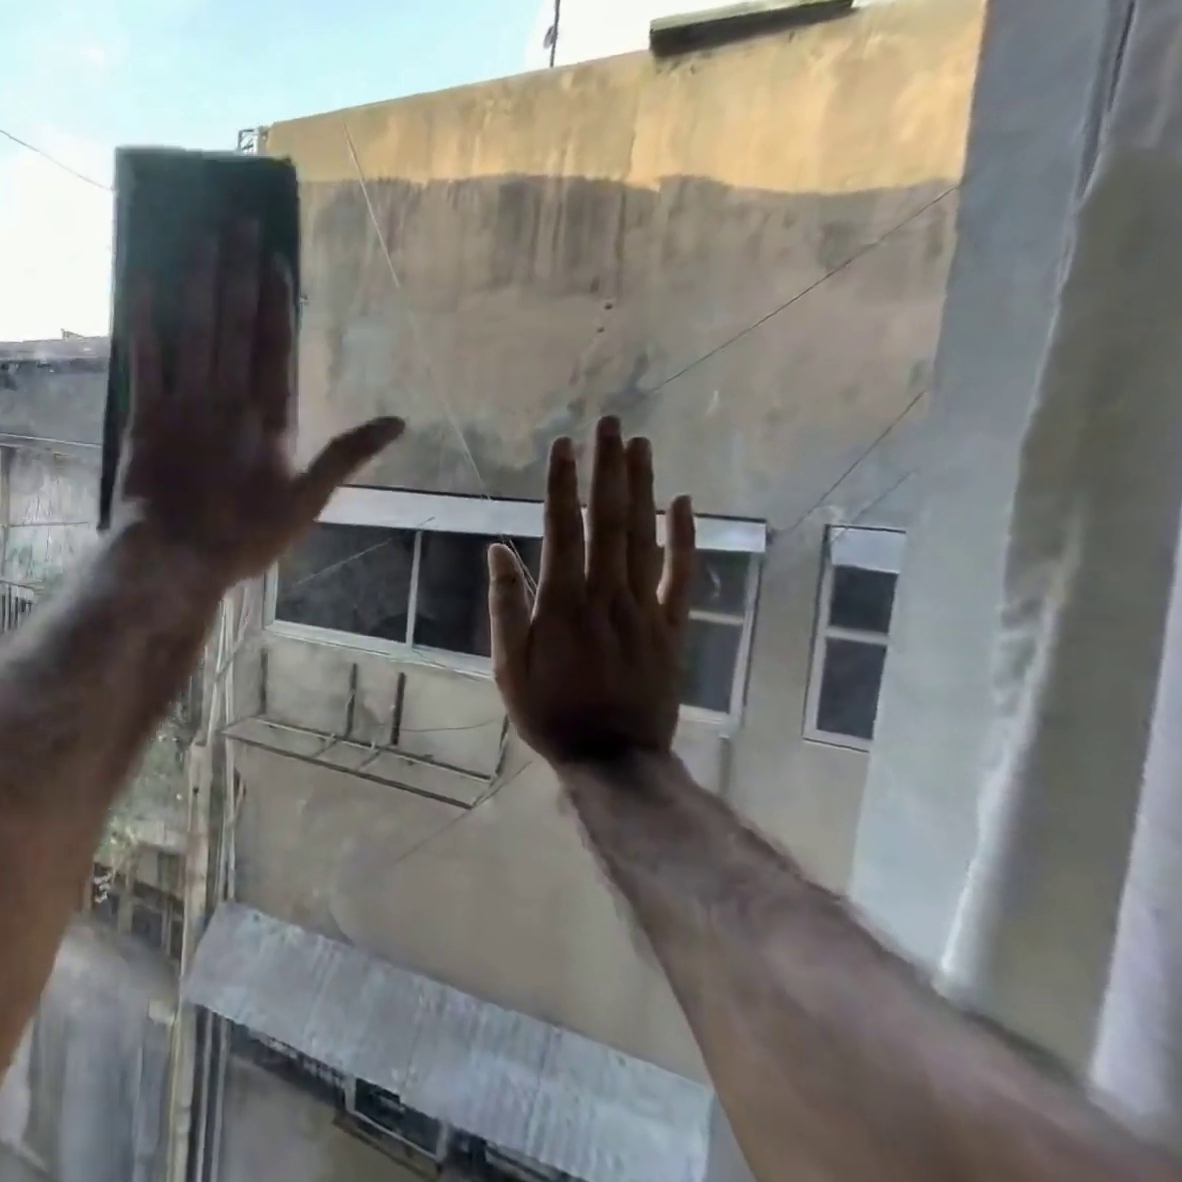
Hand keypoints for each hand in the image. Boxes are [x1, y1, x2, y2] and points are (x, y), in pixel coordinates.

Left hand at [115, 219, 402, 585]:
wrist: (176, 559)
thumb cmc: (245, 537)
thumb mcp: (307, 504)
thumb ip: (347, 456)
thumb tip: (398, 423)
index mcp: (268, 418)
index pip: (274, 346)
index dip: (275, 300)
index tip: (273, 257)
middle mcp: (228, 397)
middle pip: (235, 324)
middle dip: (237, 271)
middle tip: (237, 220)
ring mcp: (184, 402)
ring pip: (195, 330)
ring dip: (199, 282)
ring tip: (203, 236)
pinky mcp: (145, 416)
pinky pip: (146, 359)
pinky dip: (145, 321)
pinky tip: (145, 282)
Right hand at [488, 417, 695, 766]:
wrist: (612, 757)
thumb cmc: (548, 710)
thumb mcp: (508, 665)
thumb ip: (506, 605)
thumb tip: (497, 549)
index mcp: (563, 604)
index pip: (562, 530)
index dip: (562, 486)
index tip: (562, 446)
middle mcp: (607, 596)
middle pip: (609, 522)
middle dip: (608, 469)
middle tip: (609, 424)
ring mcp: (645, 609)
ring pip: (645, 538)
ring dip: (642, 488)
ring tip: (639, 445)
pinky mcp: (672, 626)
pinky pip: (681, 575)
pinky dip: (684, 538)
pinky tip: (683, 502)